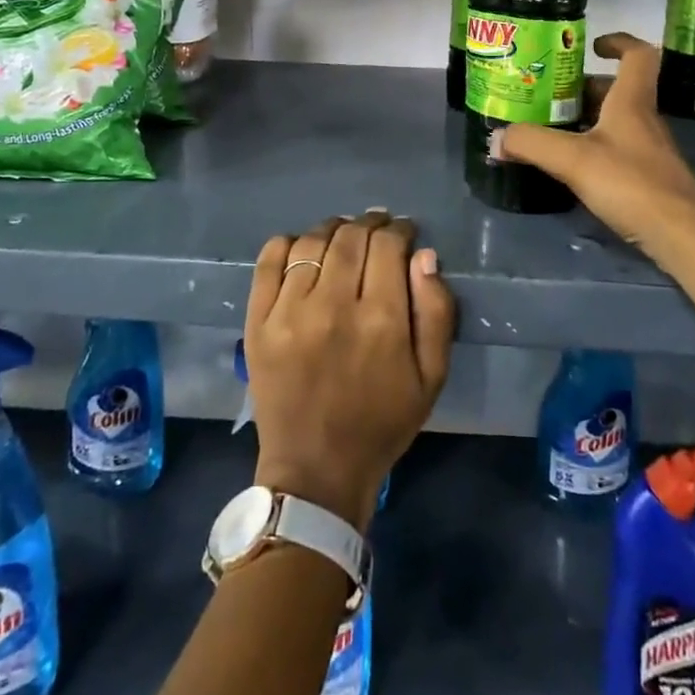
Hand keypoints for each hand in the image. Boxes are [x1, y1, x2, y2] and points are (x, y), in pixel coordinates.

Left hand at [245, 211, 454, 531]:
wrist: (315, 471)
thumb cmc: (381, 423)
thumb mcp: (431, 377)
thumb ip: (436, 311)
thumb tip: (424, 255)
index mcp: (380, 321)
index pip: (388, 245)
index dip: (399, 229)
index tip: (404, 232)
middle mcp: (332, 306)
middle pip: (351, 237)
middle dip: (369, 223)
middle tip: (377, 227)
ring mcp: (289, 312)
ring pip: (312, 242)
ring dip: (333, 229)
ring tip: (343, 235)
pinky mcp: (258, 322)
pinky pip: (269, 260)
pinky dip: (288, 243)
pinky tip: (303, 249)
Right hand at [494, 33, 694, 271]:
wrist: (682, 235)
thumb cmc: (630, 183)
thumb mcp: (573, 160)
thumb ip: (532, 143)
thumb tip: (497, 137)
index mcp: (631, 101)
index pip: (637, 55)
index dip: (617, 41)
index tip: (590, 47)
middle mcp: (643, 119)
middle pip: (617, 89)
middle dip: (583, 88)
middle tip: (548, 95)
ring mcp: (649, 150)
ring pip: (615, 121)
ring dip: (586, 119)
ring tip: (550, 128)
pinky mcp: (648, 177)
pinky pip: (617, 149)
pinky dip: (594, 148)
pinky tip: (572, 166)